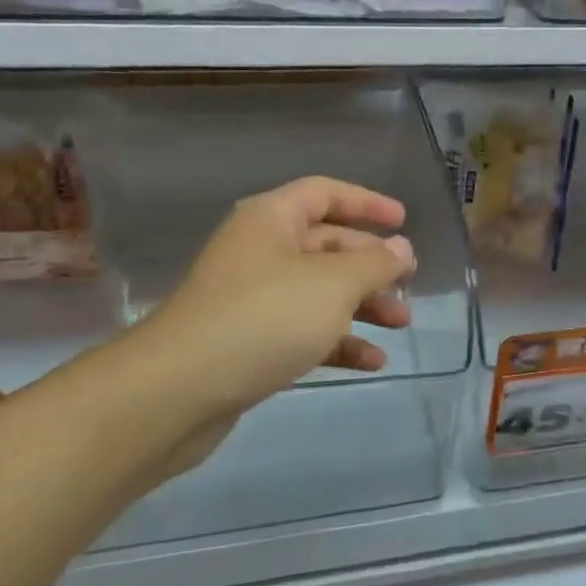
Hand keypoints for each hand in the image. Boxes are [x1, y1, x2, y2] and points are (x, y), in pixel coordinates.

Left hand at [106, 176, 415, 478]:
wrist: (177, 393)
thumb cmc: (263, 318)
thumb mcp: (333, 285)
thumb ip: (375, 263)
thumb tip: (401, 248)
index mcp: (272, 220)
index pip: (325, 193)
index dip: (366, 202)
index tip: (402, 221)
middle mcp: (260, 251)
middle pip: (326, 245)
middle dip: (371, 264)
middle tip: (408, 282)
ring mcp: (251, 299)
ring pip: (318, 291)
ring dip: (362, 305)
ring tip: (400, 324)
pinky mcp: (248, 343)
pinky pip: (303, 331)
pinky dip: (337, 341)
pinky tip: (371, 362)